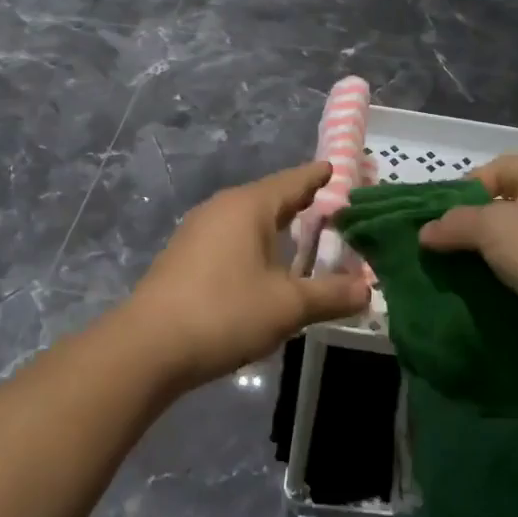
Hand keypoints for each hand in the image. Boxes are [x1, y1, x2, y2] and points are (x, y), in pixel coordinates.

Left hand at [127, 161, 370, 389]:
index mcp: (249, 206)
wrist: (149, 346)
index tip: (337, 169)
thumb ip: (330, 295)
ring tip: (302, 238)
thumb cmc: (225, 312)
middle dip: (300, 203)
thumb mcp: (287, 306)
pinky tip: (264, 266)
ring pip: (248, 219)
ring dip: (276, 227)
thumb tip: (368, 289)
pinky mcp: (184, 256)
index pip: (293, 181)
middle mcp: (222, 208)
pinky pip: (230, 238)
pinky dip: (255, 244)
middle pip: (270, 197)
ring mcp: (198, 231)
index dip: (318, 177)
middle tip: (331, 207)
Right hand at [418, 154, 517, 355]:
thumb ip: (454, 224)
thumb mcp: (491, 226)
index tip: (442, 212)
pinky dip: (501, 276)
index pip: (500, 167)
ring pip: (513, 240)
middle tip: (442, 241)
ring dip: (484, 252)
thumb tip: (425, 233)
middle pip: (505, 204)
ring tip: (455, 266)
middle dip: (471, 222)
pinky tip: (481, 288)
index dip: (468, 184)